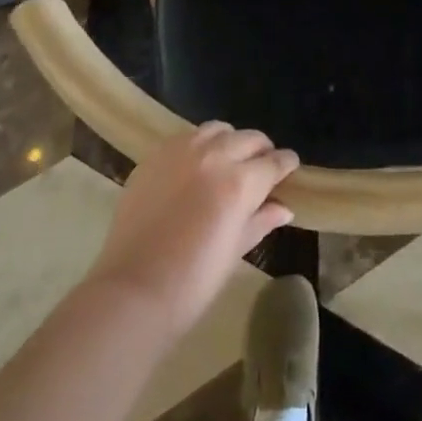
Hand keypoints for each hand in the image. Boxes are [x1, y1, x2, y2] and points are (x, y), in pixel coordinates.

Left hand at [88, 122, 299, 335]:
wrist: (132, 290)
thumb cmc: (193, 281)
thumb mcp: (235, 250)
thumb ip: (260, 220)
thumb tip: (283, 207)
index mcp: (240, 182)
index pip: (274, 161)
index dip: (286, 165)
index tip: (289, 169)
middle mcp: (214, 156)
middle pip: (249, 138)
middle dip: (261, 151)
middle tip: (260, 170)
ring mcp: (180, 151)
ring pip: (217, 130)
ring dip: (230, 142)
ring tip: (227, 162)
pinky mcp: (154, 156)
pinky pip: (186, 138)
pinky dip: (199, 146)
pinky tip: (195, 168)